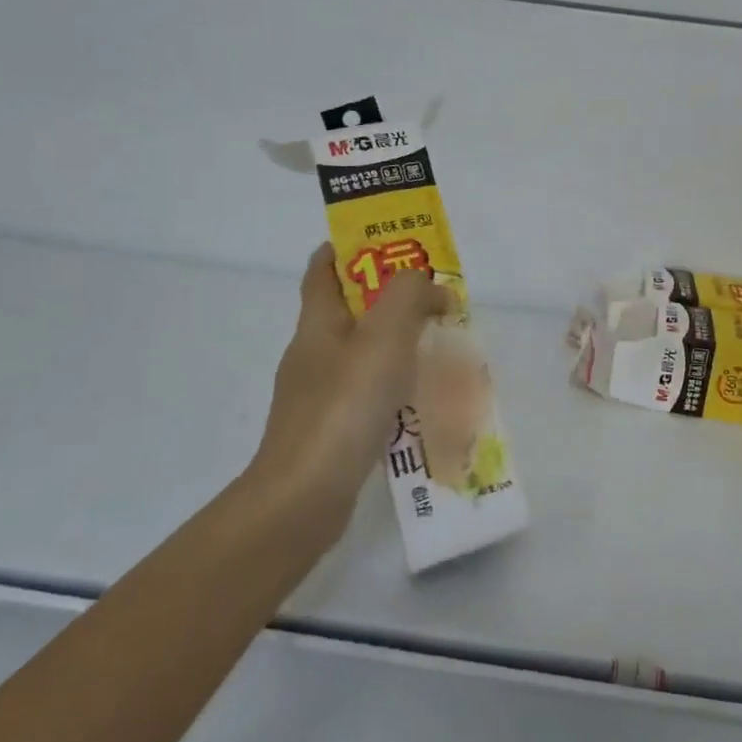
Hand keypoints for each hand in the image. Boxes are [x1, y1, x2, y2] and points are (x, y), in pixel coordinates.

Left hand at [248, 243, 451, 538]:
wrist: (303, 499)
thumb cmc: (344, 406)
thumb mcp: (384, 336)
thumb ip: (410, 296)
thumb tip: (433, 288)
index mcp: (317, 324)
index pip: (322, 270)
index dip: (347, 248)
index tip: (386, 242)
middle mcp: (312, 354)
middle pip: (347, 311)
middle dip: (387, 298)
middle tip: (432, 298)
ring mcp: (316, 396)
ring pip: (360, 354)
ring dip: (395, 344)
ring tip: (437, 347)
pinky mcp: (328, 431)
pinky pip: (365, 394)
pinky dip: (392, 387)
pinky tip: (422, 401)